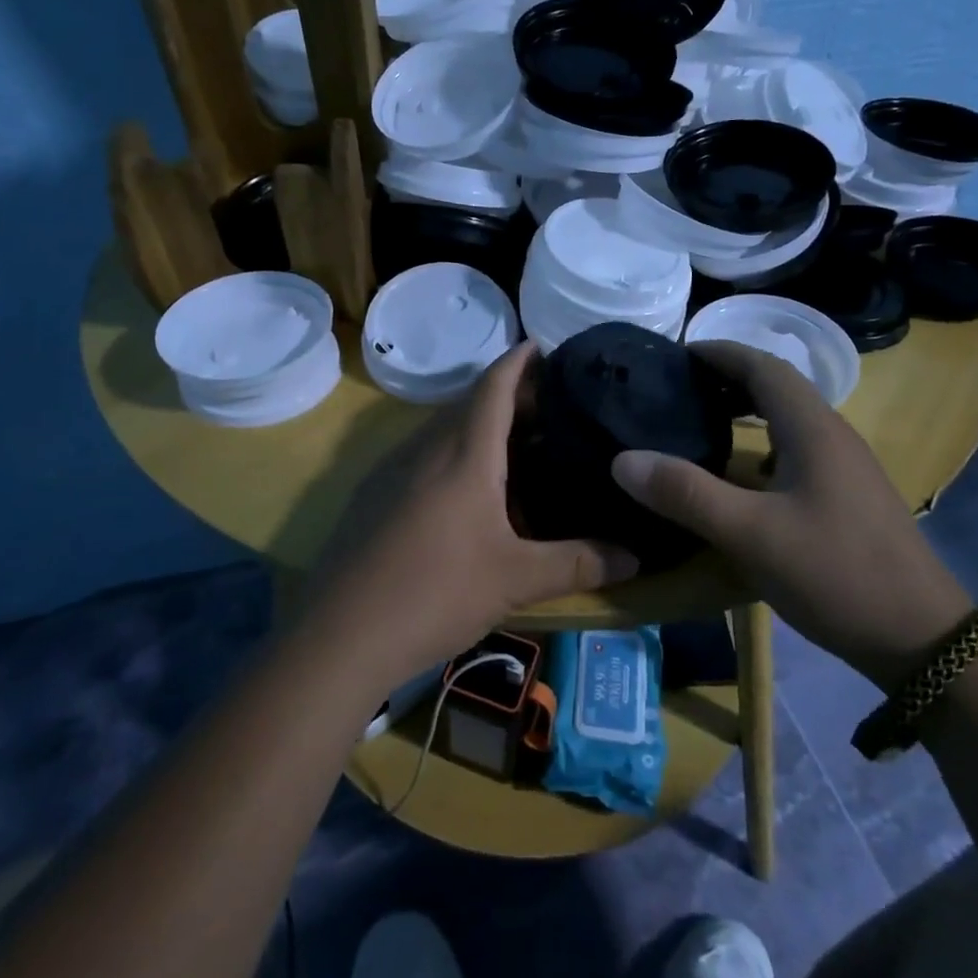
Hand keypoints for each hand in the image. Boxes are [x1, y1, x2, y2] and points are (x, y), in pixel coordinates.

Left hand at [309, 343, 637, 684]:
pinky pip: (424, 458)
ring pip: (444, 432)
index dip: (519, 360)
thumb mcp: (517, 579)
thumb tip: (636, 556)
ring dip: (480, 430)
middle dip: (509, 398)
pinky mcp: (374, 497)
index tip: (542, 344)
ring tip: (520, 449)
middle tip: (551, 410)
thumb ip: (579, 563)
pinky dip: (454, 457)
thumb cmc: (437, 590)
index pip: (494, 385)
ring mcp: (393, 471)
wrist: (341, 633)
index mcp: (464, 452)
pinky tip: (470, 494)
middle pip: (470, 404)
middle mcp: (426, 448)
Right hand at [610, 340, 972, 688]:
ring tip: (700, 423)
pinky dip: (761, 445)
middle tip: (678, 389)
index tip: (676, 354)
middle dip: (729, 378)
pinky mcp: (848, 497)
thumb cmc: (835, 574)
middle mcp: (833, 436)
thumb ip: (686, 494)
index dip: (720, 352)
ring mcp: (846, 468)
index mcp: (813, 429)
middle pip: (778, 386)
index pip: (763, 366)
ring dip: (746, 410)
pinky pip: (797, 450)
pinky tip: (740, 477)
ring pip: (789, 419)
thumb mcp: (750, 534)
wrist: (922, 639)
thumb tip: (623, 459)